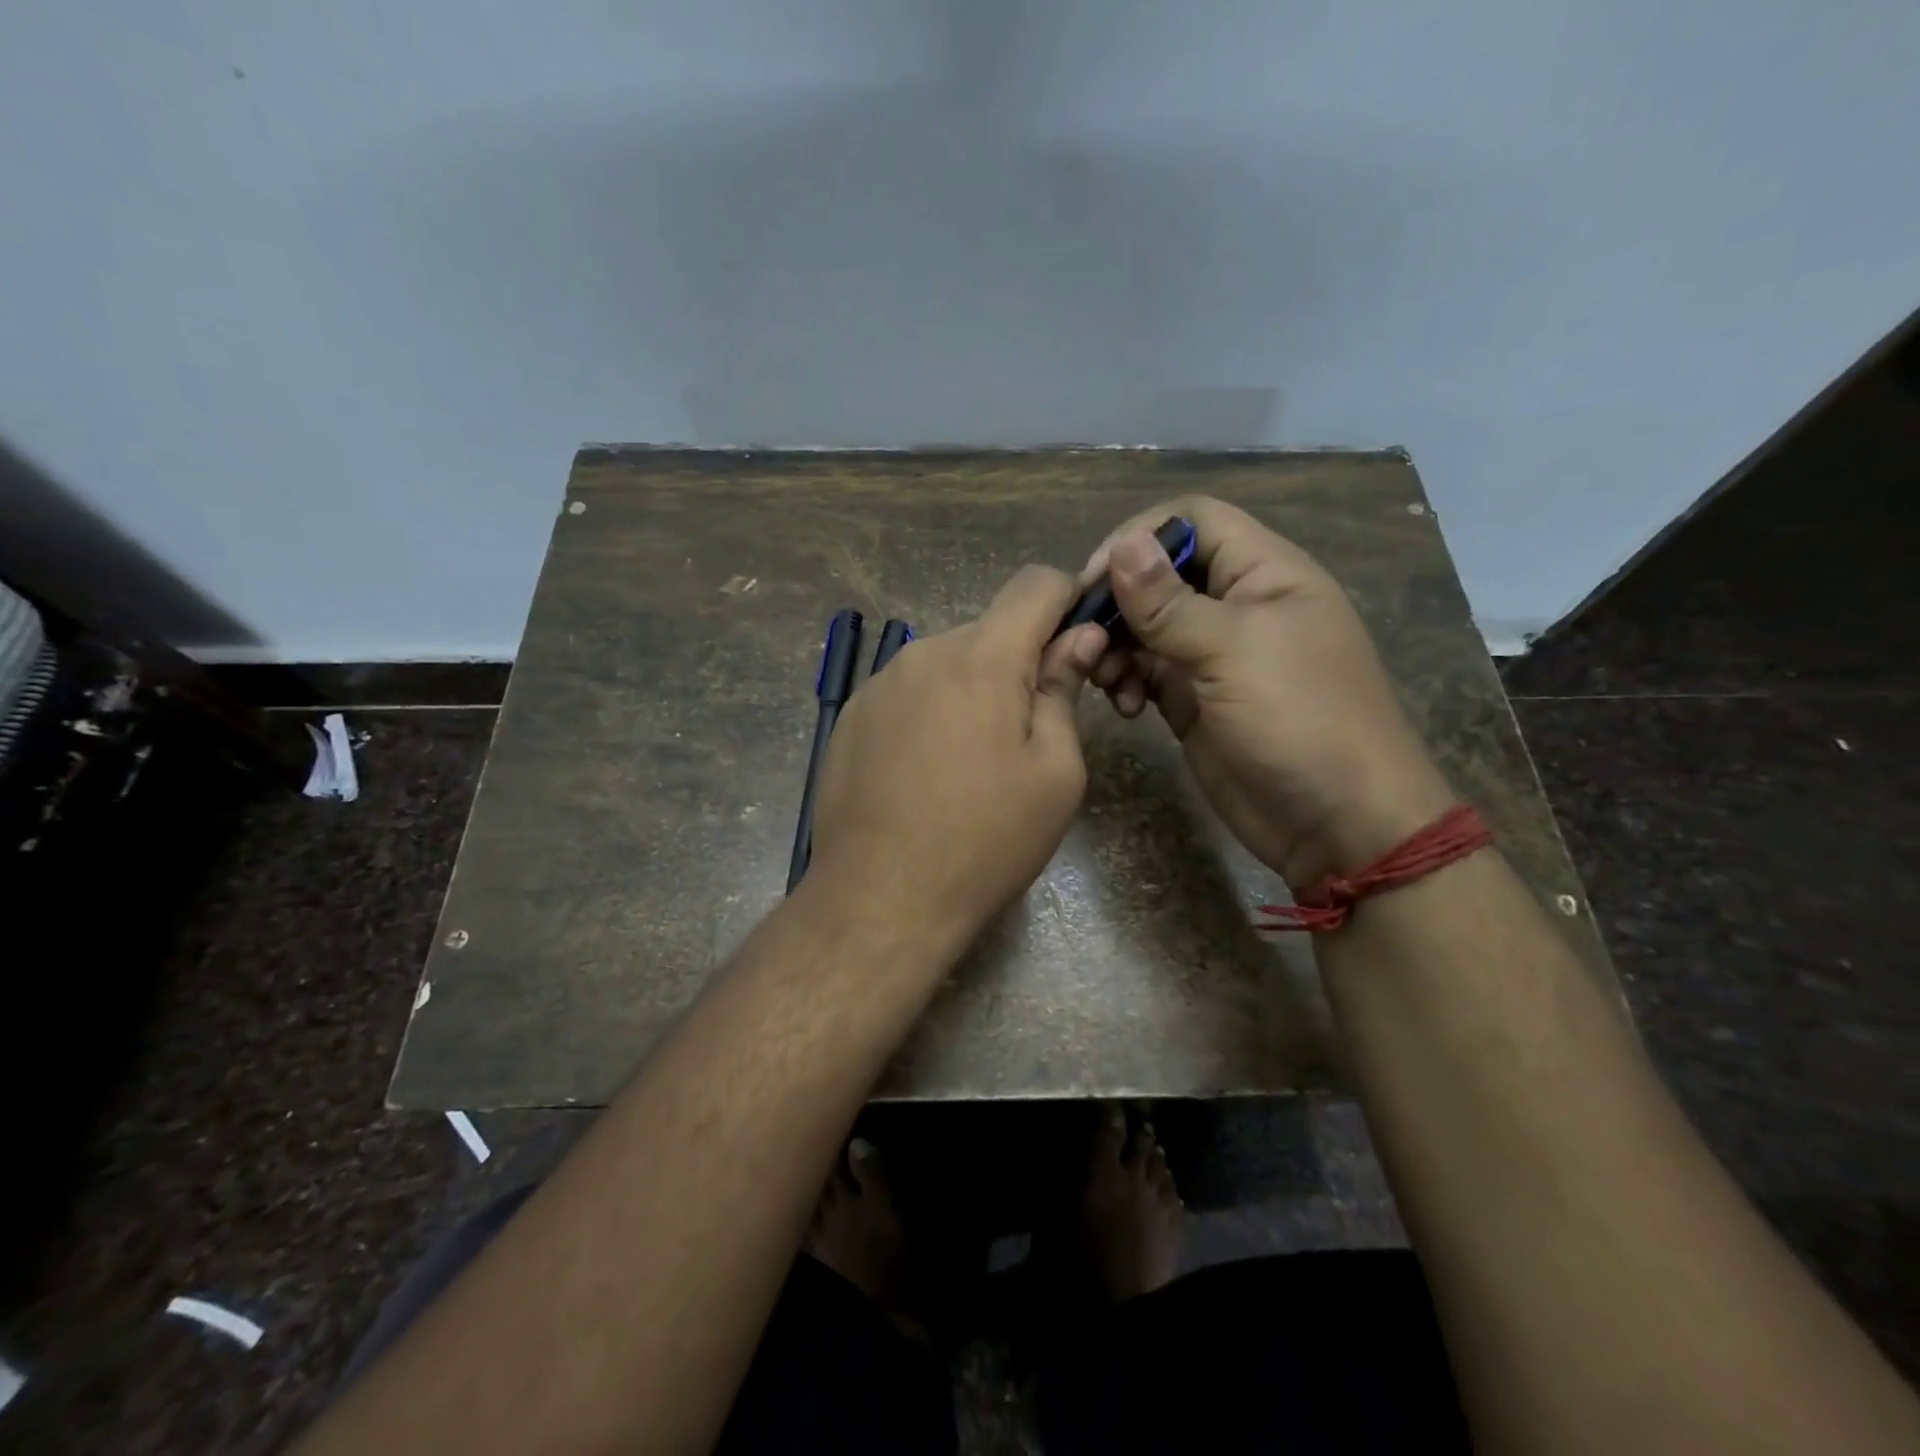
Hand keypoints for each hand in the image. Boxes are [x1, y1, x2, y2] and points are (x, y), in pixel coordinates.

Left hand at [807, 567, 1106, 950]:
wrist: (880, 899)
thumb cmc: (985, 841)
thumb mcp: (1055, 773)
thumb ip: (1064, 691)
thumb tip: (1079, 637)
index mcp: (981, 658)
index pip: (1035, 583)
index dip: (1069, 599)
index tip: (1081, 644)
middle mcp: (923, 653)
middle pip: (990, 630)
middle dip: (1019, 663)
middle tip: (1029, 732)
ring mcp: (879, 684)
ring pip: (948, 663)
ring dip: (973, 690)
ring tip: (973, 764)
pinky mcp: (852, 716)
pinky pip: (909, 693)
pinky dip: (932, 713)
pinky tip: (927, 774)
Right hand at [1087, 497, 1454, 887]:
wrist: (1336, 823)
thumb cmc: (1299, 720)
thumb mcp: (1233, 651)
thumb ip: (1169, 602)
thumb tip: (1120, 544)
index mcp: (1264, 573)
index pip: (1193, 521)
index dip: (1141, 537)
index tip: (1095, 577)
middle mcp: (1235, 605)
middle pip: (1160, 574)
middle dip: (1118, 600)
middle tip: (1084, 634)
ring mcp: (1212, 655)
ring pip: (1145, 626)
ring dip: (1116, 645)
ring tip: (1105, 677)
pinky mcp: (1192, 699)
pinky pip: (1145, 672)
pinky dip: (1125, 681)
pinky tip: (1122, 706)